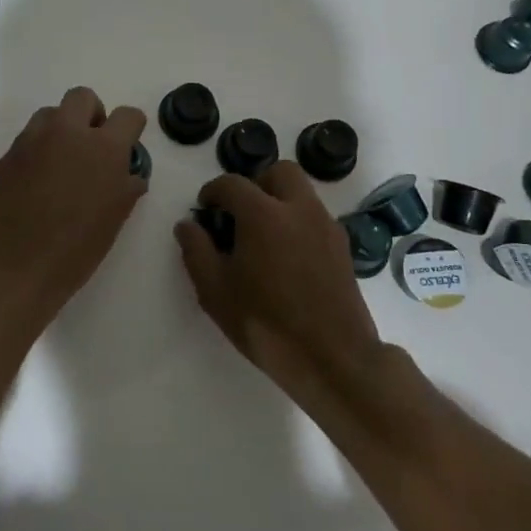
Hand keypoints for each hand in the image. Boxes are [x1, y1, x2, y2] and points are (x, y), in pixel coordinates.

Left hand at [0, 86, 147, 311]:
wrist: (6, 267)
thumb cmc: (71, 252)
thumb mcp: (112, 223)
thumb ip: (124, 189)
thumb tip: (128, 175)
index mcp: (103, 149)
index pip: (127, 116)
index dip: (130, 129)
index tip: (126, 148)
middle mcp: (67, 133)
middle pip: (83, 97)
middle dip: (92, 115)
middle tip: (91, 149)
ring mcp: (32, 140)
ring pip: (51, 113)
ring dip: (61, 129)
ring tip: (61, 165)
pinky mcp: (6, 155)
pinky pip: (29, 138)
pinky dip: (38, 150)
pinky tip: (36, 183)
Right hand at [174, 163, 382, 401]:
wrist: (332, 357)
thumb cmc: (265, 323)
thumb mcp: (215, 291)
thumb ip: (196, 250)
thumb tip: (188, 224)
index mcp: (264, 214)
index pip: (233, 183)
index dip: (213, 191)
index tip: (205, 208)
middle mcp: (299, 208)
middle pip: (279, 172)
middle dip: (256, 183)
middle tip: (240, 213)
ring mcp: (326, 225)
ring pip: (302, 192)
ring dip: (280, 200)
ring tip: (263, 237)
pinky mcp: (342, 246)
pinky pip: (316, 216)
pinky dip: (298, 221)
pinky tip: (287, 257)